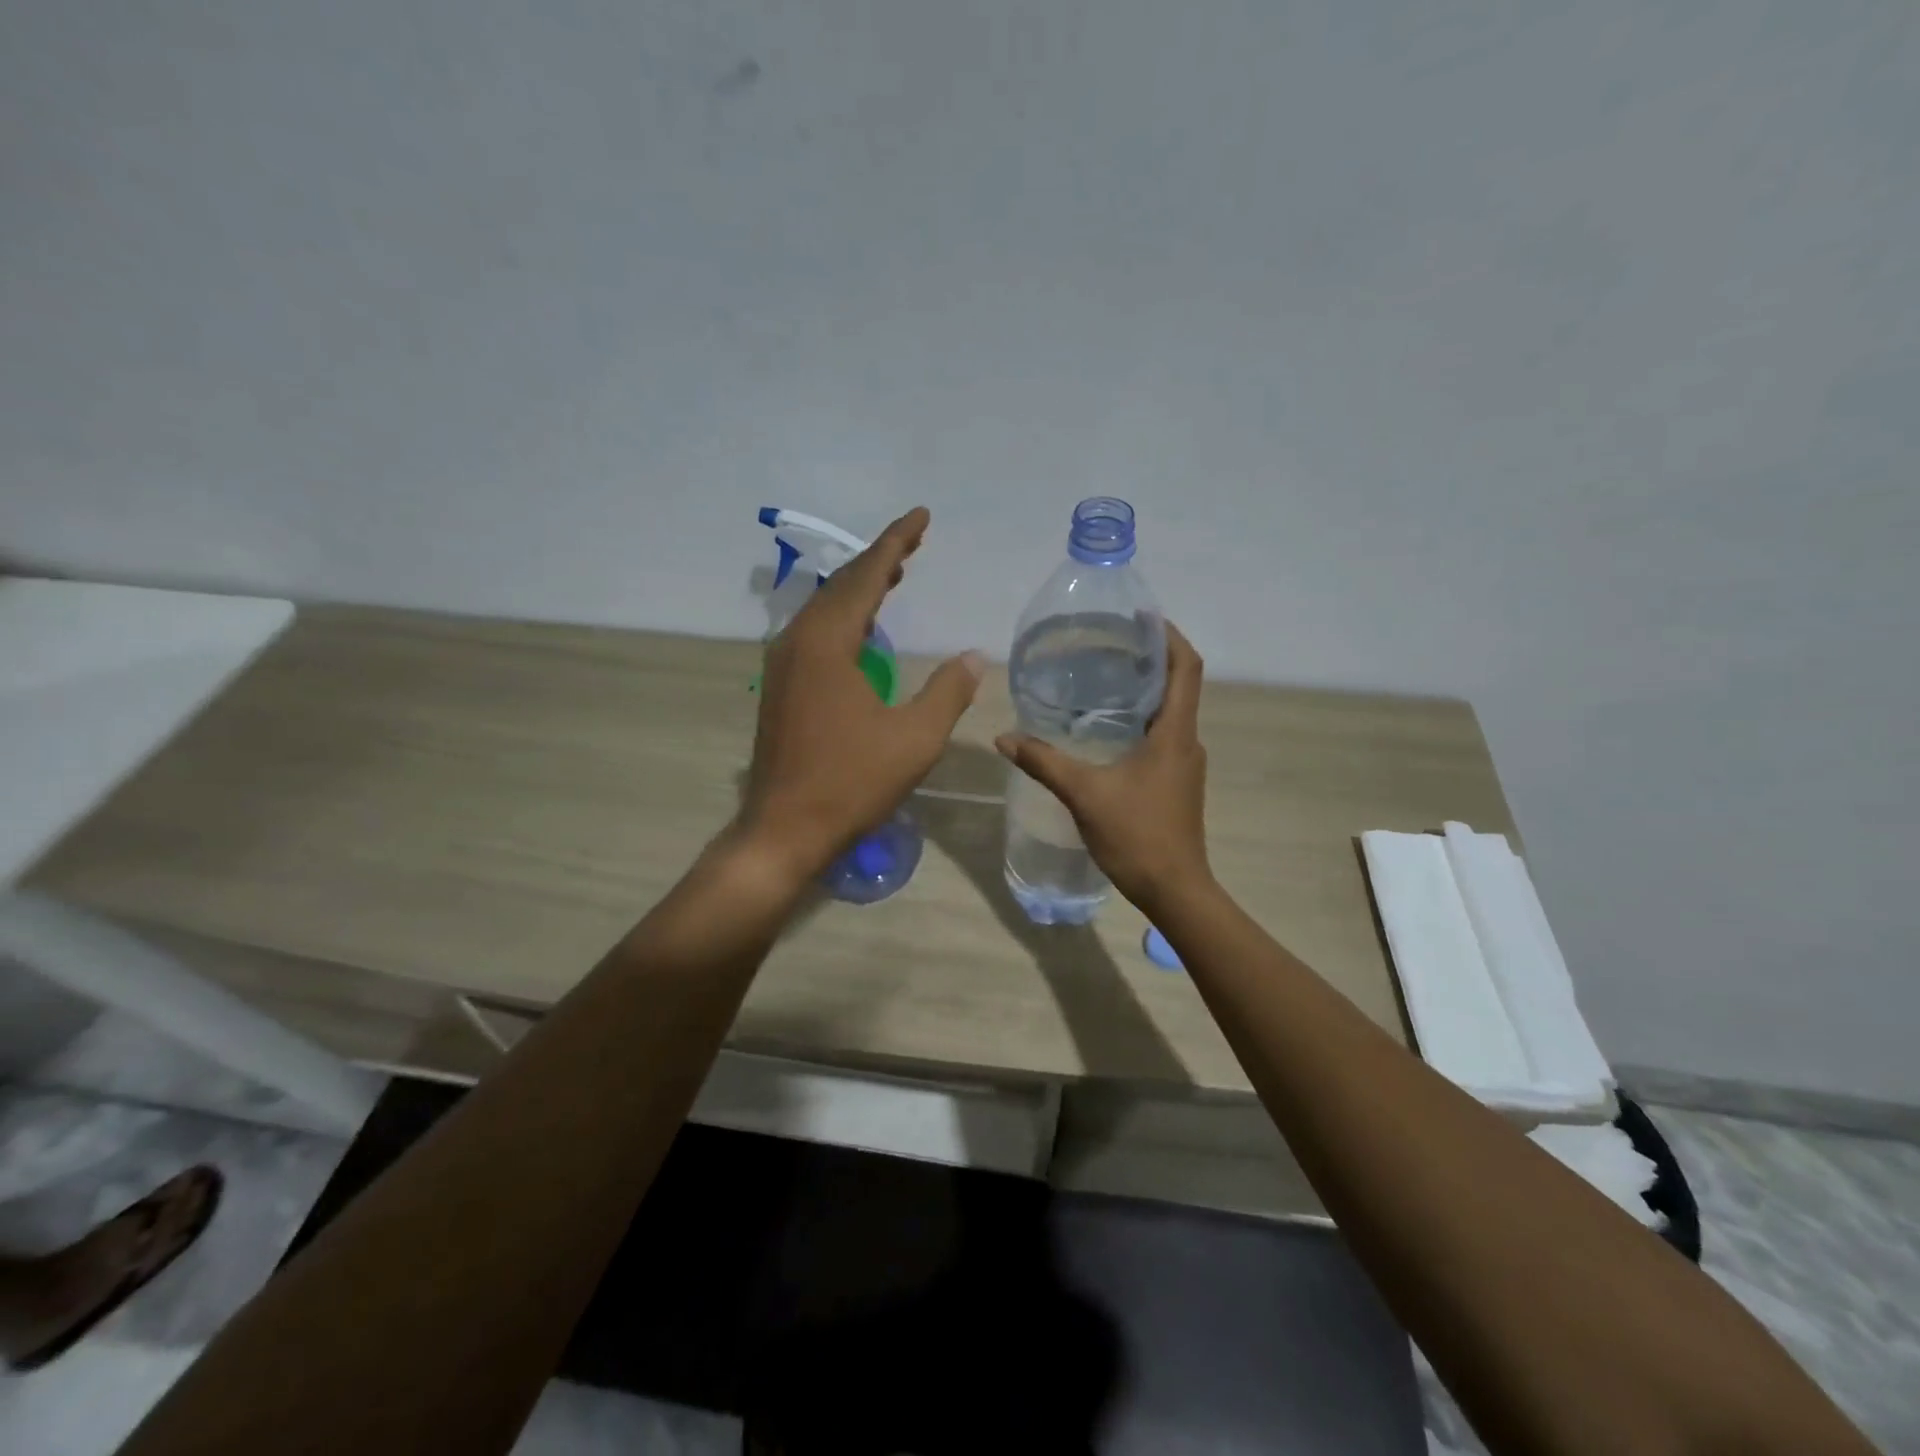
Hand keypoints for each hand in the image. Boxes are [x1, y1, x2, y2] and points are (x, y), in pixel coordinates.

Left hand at [739, 507, 983, 880]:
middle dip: (880, 561)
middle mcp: (798, 642)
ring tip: (894, 575)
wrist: (784, 829)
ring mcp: (784, 665)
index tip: (921, 515)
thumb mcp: (914, 739)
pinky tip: (863, 631)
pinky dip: (846, 619)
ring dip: (861, 590)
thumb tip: (974, 657)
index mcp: (828, 642)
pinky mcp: (781, 688)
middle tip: (913, 543)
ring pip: (826, 610)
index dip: (896, 541)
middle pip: (843, 586)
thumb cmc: (851, 782)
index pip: (866, 575)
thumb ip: (947, 691)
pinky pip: (817, 634)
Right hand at [995, 623, 1210, 910]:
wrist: (1175, 890)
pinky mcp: (1177, 784)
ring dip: (1145, 691)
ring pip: (1170, 713)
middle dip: (1151, 658)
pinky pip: (1162, 737)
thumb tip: (1004, 737)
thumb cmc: (1137, 835)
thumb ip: (1044, 762)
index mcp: (1175, 734)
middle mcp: (1187, 742)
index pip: (1187, 668)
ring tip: (1105, 678)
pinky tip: (1107, 730)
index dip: (1170, 636)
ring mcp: (1184, 765)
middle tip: (1110, 643)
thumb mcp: (1085, 794)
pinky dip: (1141, 721)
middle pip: (1179, 685)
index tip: (1143, 617)